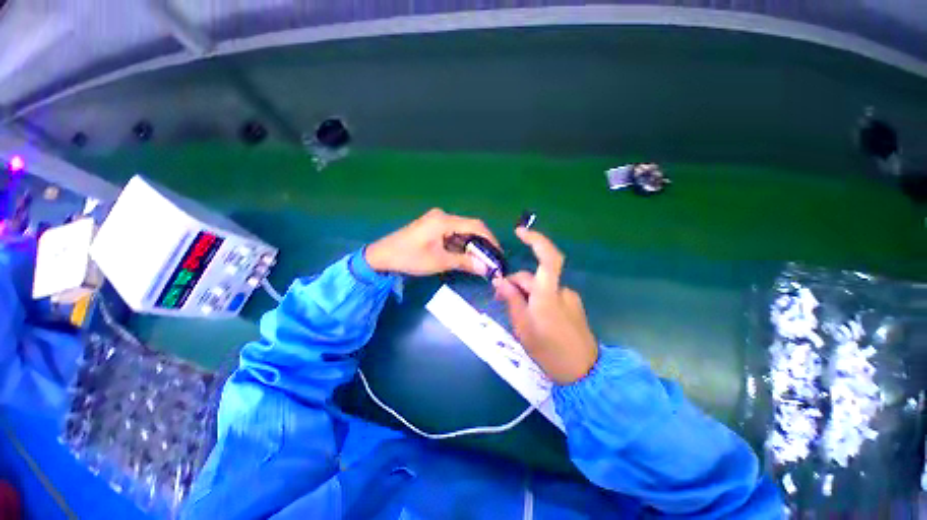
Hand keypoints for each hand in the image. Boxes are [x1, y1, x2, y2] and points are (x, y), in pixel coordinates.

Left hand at [365, 208, 499, 276]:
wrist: (381, 256)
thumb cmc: (410, 257)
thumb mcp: (439, 261)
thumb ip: (464, 262)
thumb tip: (485, 268)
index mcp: (444, 220)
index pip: (476, 226)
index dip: (490, 239)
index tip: (498, 254)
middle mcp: (443, 216)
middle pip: (469, 227)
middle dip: (481, 244)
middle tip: (490, 260)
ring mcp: (436, 221)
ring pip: (461, 231)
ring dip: (471, 245)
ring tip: (480, 261)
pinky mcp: (432, 227)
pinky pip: (452, 234)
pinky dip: (460, 245)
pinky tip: (465, 256)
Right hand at [493, 228, 598, 384]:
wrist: (583, 373)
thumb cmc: (549, 351)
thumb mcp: (522, 326)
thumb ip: (511, 300)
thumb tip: (500, 281)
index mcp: (548, 294)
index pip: (547, 257)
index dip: (535, 240)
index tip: (519, 233)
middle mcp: (561, 290)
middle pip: (533, 277)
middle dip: (515, 283)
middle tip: (499, 296)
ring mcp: (569, 298)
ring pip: (540, 287)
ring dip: (525, 293)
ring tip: (516, 312)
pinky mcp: (572, 305)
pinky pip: (549, 295)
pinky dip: (537, 299)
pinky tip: (532, 316)